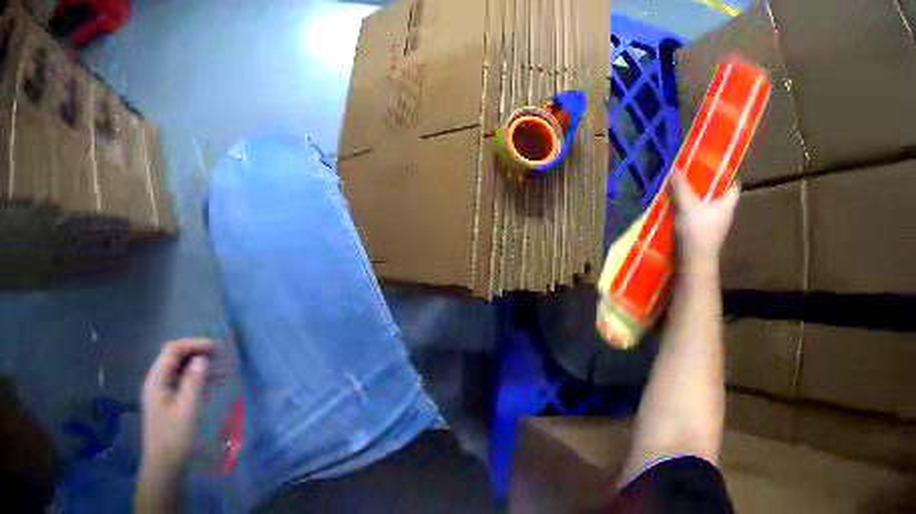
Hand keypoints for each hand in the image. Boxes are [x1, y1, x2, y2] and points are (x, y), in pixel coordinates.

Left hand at [140, 339, 214, 475]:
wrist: (164, 467)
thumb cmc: (175, 438)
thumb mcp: (187, 410)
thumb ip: (194, 382)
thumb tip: (202, 359)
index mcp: (157, 378)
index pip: (173, 350)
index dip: (194, 344)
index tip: (216, 348)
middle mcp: (155, 381)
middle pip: (174, 358)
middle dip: (195, 354)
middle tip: (218, 358)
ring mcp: (159, 394)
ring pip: (177, 372)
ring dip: (195, 368)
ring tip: (217, 371)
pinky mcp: (164, 405)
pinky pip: (178, 385)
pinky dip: (192, 381)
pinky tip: (206, 387)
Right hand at [671, 173, 739, 272]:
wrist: (695, 265)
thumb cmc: (697, 231)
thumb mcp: (687, 204)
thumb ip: (681, 185)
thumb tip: (676, 167)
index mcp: (727, 205)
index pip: (734, 187)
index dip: (728, 176)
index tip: (718, 166)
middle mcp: (725, 216)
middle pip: (722, 197)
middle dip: (712, 186)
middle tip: (698, 173)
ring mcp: (716, 229)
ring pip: (711, 208)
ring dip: (702, 200)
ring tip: (688, 189)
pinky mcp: (706, 238)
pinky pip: (703, 219)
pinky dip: (695, 213)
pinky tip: (683, 208)